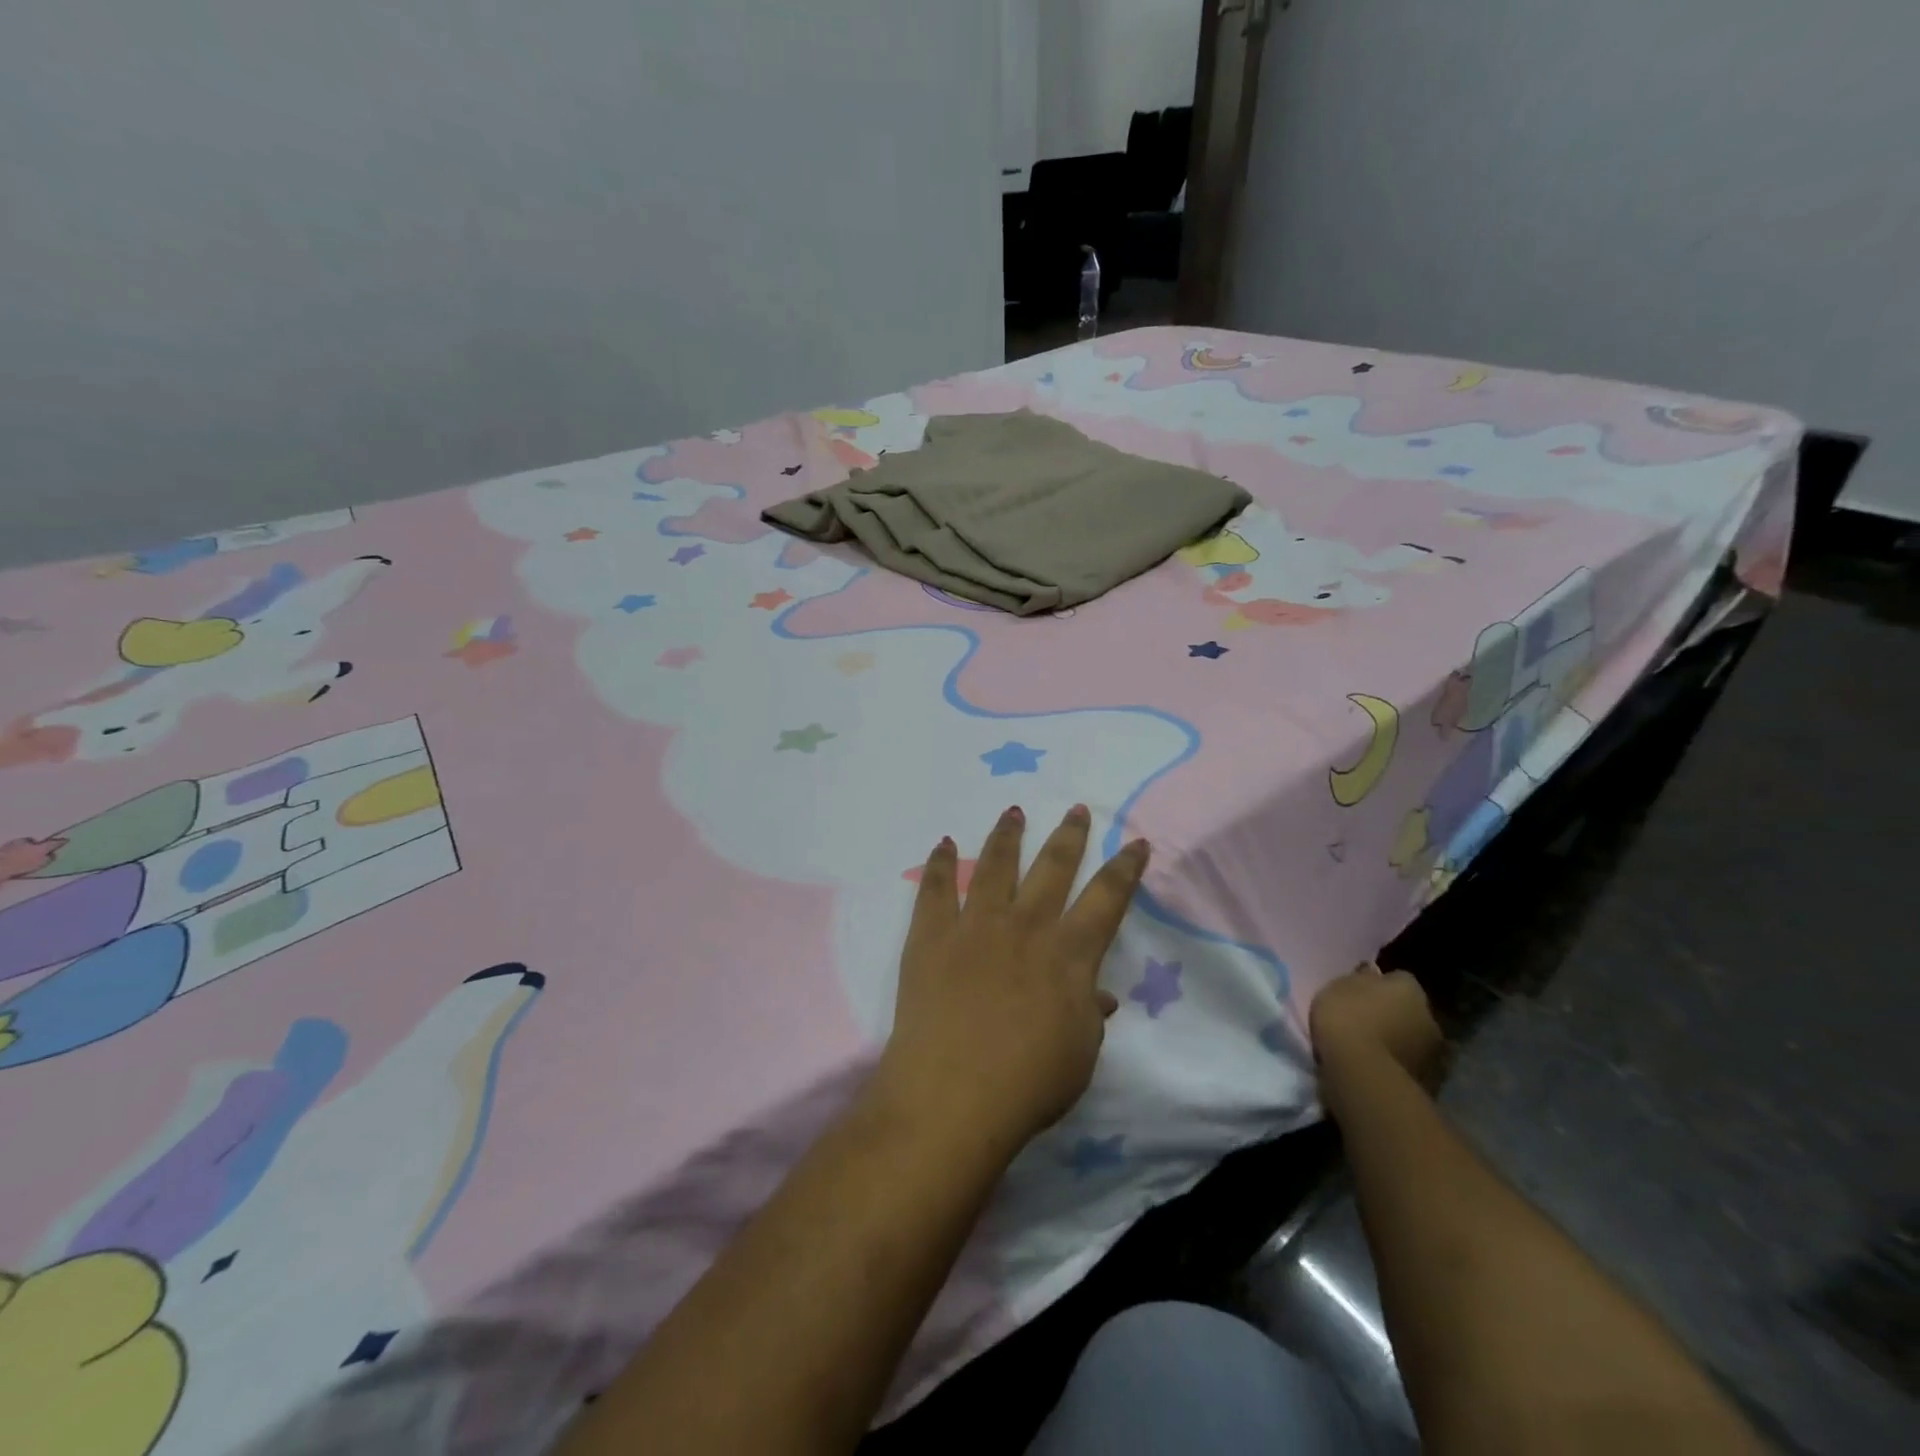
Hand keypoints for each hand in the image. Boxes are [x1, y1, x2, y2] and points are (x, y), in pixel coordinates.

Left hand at [876, 805, 1149, 1151]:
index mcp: (1070, 954)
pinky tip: (944, 843)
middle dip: (1069, 835)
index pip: (1108, 898)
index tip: (1137, 842)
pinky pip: (937, 888)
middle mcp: (1026, 926)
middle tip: (1077, 808)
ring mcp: (976, 925)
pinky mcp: (932, 935)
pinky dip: (941, 863)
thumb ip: (1089, 1015)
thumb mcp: (1079, 1054)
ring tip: (1014, 811)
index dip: (1125, 868)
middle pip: (1053, 867)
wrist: (953, 1096)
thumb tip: (1098, 994)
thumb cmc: (1029, 1084)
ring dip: (1007, 835)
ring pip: (996, 865)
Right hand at [1309, 964, 1444, 1097]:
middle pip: (1410, 1011)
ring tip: (1369, 1051)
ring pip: (1413, 1040)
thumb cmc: (1347, 1019)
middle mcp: (1430, 1017)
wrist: (1363, 1074)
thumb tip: (1370, 973)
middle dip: (1393, 1015)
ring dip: (1398, 1042)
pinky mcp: (1431, 1084)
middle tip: (1366, 1023)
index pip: (1398, 978)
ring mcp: (1434, 1053)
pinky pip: (1409, 1067)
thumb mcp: (1338, 987)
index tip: (1360, 995)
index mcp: (1410, 988)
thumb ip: (1358, 980)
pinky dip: (1397, 1067)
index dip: (1379, 986)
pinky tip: (1376, 1071)